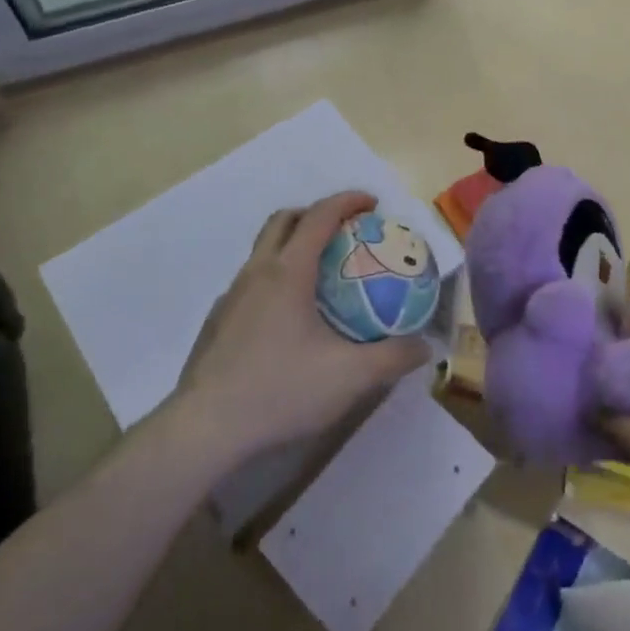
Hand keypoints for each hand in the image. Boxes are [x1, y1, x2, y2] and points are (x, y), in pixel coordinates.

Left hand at [174, 192, 430, 460]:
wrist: (204, 429)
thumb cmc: (280, 391)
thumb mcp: (350, 377)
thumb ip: (393, 357)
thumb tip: (425, 346)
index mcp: (288, 272)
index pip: (320, 215)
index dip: (348, 201)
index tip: (373, 203)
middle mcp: (257, 272)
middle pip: (284, 220)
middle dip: (316, 213)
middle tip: (345, 231)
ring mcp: (231, 296)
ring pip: (263, 250)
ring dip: (293, 245)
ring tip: (320, 275)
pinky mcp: (217, 321)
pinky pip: (251, 281)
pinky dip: (275, 278)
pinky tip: (288, 319)